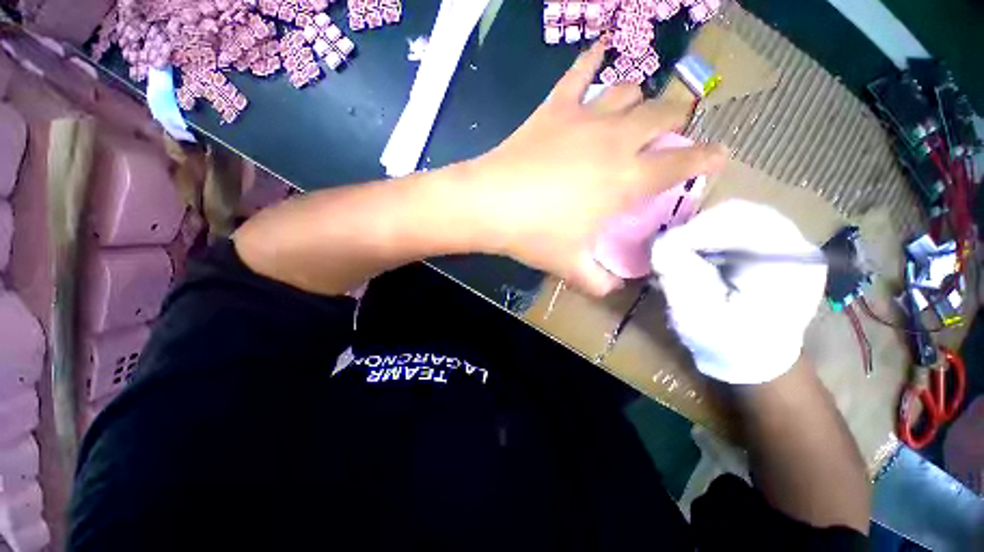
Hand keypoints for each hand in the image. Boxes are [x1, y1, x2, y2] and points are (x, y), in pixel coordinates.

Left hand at [463, 42, 726, 295]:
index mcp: (626, 180)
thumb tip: (614, 288)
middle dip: (676, 119)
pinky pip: (580, 71)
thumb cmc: (534, 235)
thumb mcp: (570, 266)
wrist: (490, 206)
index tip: (718, 155)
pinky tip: (600, 51)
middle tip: (670, 131)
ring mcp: (585, 118)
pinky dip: (593, 58)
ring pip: (629, 90)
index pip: (682, 162)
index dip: (707, 157)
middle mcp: (616, 141)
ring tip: (632, 111)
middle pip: (663, 113)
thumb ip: (598, 281)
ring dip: (638, 99)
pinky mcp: (555, 108)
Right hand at [649, 200, 827, 383]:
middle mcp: (796, 247)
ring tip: (682, 255)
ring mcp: (787, 246)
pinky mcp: (772, 250)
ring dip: (702, 232)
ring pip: (736, 218)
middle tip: (671, 250)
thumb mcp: (697, 317)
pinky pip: (737, 228)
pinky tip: (698, 257)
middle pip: (741, 213)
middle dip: (698, 229)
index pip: (743, 222)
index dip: (698, 229)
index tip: (665, 247)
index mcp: (790, 265)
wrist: (755, 362)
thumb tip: (661, 242)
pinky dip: (709, 237)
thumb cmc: (728, 345)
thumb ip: (681, 277)